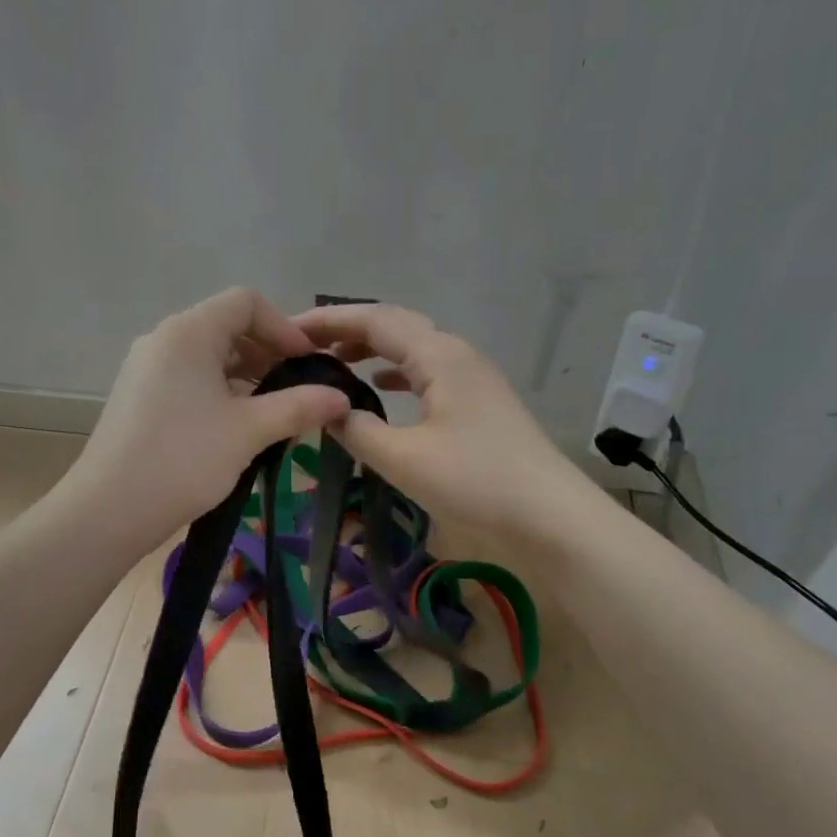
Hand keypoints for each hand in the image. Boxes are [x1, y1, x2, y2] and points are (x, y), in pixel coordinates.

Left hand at [69, 288, 352, 544]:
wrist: (108, 510)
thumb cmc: (182, 460)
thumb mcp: (248, 431)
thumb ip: (298, 407)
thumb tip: (341, 398)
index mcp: (188, 333)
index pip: (245, 302)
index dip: (284, 327)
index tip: (309, 365)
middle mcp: (163, 340)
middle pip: (226, 328)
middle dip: (268, 355)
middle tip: (299, 392)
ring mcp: (146, 370)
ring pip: (208, 358)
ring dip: (247, 379)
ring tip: (276, 415)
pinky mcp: (139, 398)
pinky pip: (189, 381)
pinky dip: (220, 394)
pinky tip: (238, 430)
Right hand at [294, 304, 583, 538]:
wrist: (549, 516)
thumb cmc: (475, 481)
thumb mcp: (404, 458)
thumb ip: (358, 430)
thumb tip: (330, 410)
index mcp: (438, 355)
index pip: (374, 320)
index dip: (328, 320)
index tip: (286, 329)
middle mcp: (457, 354)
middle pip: (394, 326)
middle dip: (347, 330)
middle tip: (304, 346)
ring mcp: (472, 378)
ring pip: (412, 349)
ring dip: (372, 351)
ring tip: (334, 363)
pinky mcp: (479, 403)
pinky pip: (428, 373)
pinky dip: (396, 374)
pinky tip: (380, 390)